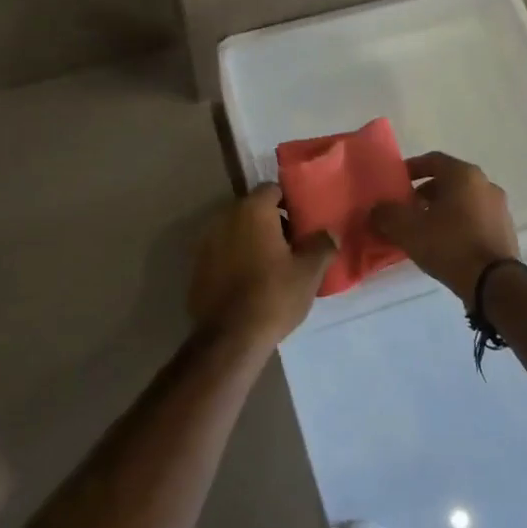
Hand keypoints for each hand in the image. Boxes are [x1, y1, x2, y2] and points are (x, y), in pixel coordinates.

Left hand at [188, 186, 335, 349]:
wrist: (229, 338)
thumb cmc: (273, 295)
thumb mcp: (309, 271)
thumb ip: (322, 245)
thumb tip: (329, 233)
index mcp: (252, 210)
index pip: (272, 189)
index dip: (289, 203)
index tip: (302, 223)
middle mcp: (225, 217)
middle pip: (252, 209)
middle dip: (271, 222)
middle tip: (292, 245)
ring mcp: (206, 242)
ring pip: (236, 231)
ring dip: (252, 241)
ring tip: (272, 266)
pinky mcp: (197, 266)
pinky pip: (222, 253)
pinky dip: (235, 259)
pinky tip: (249, 283)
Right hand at [369, 152, 519, 303]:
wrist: (494, 284)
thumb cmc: (449, 245)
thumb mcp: (408, 229)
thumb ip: (386, 214)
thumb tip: (376, 209)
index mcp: (463, 174)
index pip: (432, 160)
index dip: (410, 169)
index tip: (395, 184)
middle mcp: (485, 184)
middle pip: (448, 181)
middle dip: (424, 193)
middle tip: (406, 209)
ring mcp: (499, 208)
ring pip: (463, 200)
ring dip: (442, 209)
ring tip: (423, 230)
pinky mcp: (505, 231)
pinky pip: (475, 219)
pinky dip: (458, 224)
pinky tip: (445, 244)